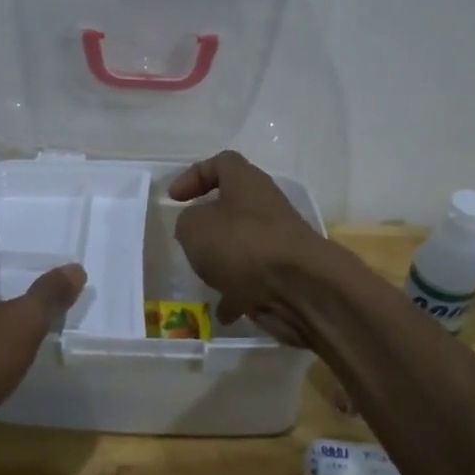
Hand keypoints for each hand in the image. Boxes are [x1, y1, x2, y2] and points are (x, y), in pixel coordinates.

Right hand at [169, 150, 332, 343]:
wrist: (300, 287)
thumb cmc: (241, 244)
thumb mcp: (194, 227)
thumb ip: (187, 222)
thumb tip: (196, 227)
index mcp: (246, 182)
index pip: (221, 163)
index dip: (194, 175)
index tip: (174, 199)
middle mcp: (265, 206)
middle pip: (233, 205)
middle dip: (209, 223)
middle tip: (188, 239)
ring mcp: (277, 241)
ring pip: (243, 244)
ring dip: (222, 260)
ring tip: (203, 277)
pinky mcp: (284, 273)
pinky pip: (253, 280)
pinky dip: (237, 293)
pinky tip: (223, 311)